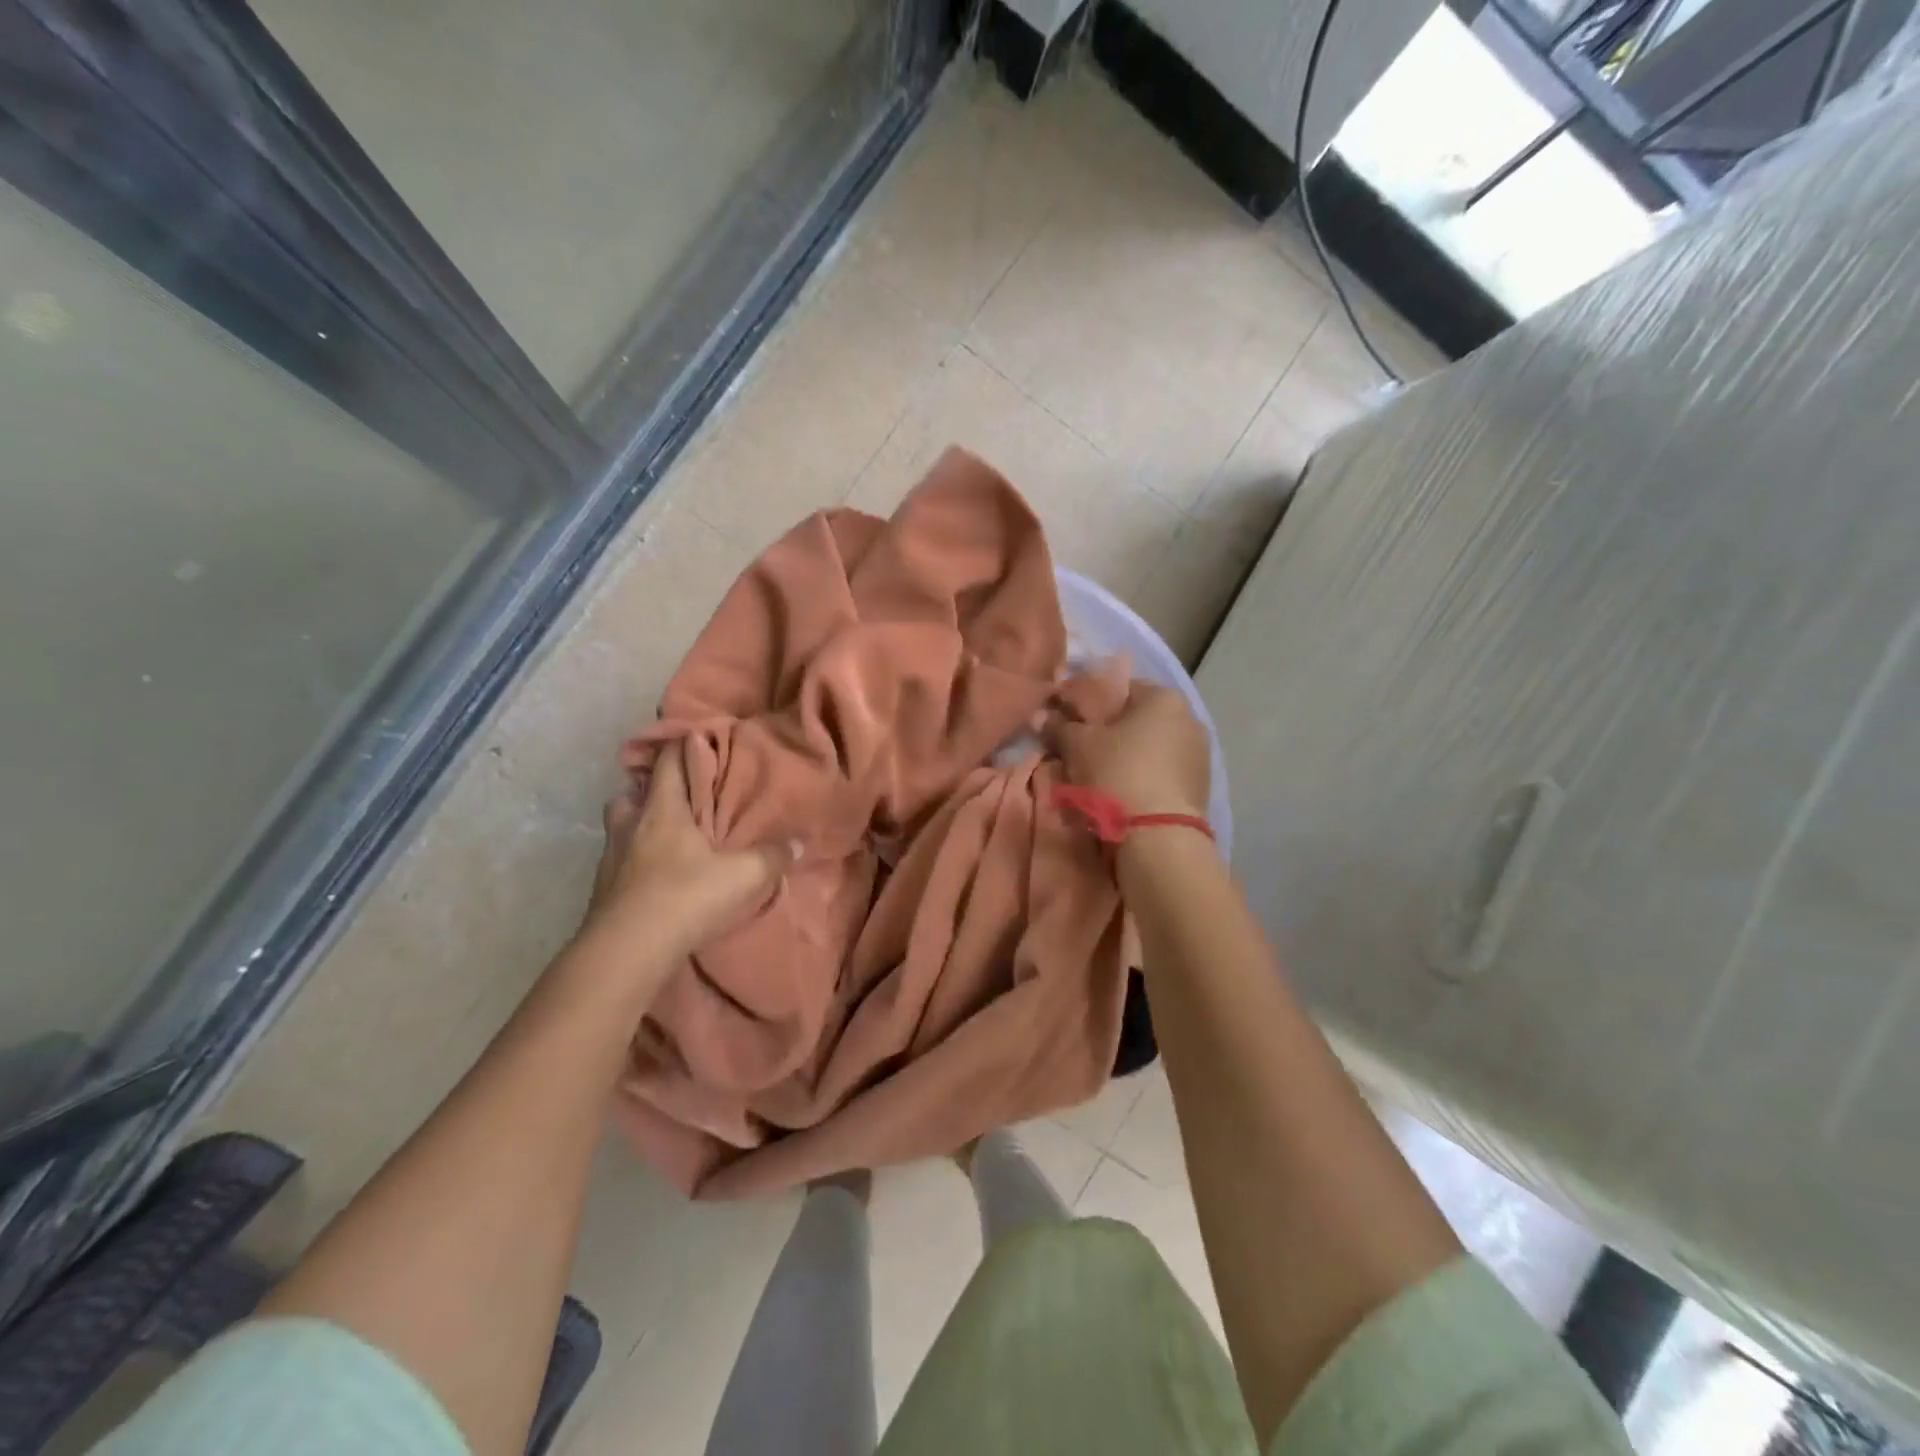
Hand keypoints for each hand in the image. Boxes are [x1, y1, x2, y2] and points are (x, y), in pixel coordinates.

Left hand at [580, 741, 797, 963]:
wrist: (626, 952)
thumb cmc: (685, 897)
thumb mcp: (743, 876)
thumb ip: (772, 857)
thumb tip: (799, 842)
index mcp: (662, 810)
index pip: (668, 761)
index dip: (683, 746)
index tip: (699, 740)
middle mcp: (630, 825)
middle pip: (632, 791)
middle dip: (652, 788)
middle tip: (679, 795)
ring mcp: (611, 858)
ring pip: (620, 825)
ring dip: (639, 824)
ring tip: (666, 835)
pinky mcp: (602, 889)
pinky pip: (618, 860)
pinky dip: (634, 859)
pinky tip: (655, 875)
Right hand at [1058, 680, 1210, 820]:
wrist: (1159, 838)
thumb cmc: (1117, 774)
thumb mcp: (1077, 745)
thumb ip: (1060, 726)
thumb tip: (1043, 716)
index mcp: (1163, 698)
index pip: (1118, 687)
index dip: (1087, 701)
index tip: (1065, 718)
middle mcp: (1189, 719)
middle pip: (1136, 719)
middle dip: (1107, 732)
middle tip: (1076, 749)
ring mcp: (1198, 756)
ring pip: (1149, 749)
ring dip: (1125, 757)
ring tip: (1096, 777)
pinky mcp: (1199, 789)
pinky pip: (1160, 774)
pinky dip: (1141, 779)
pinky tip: (1120, 796)